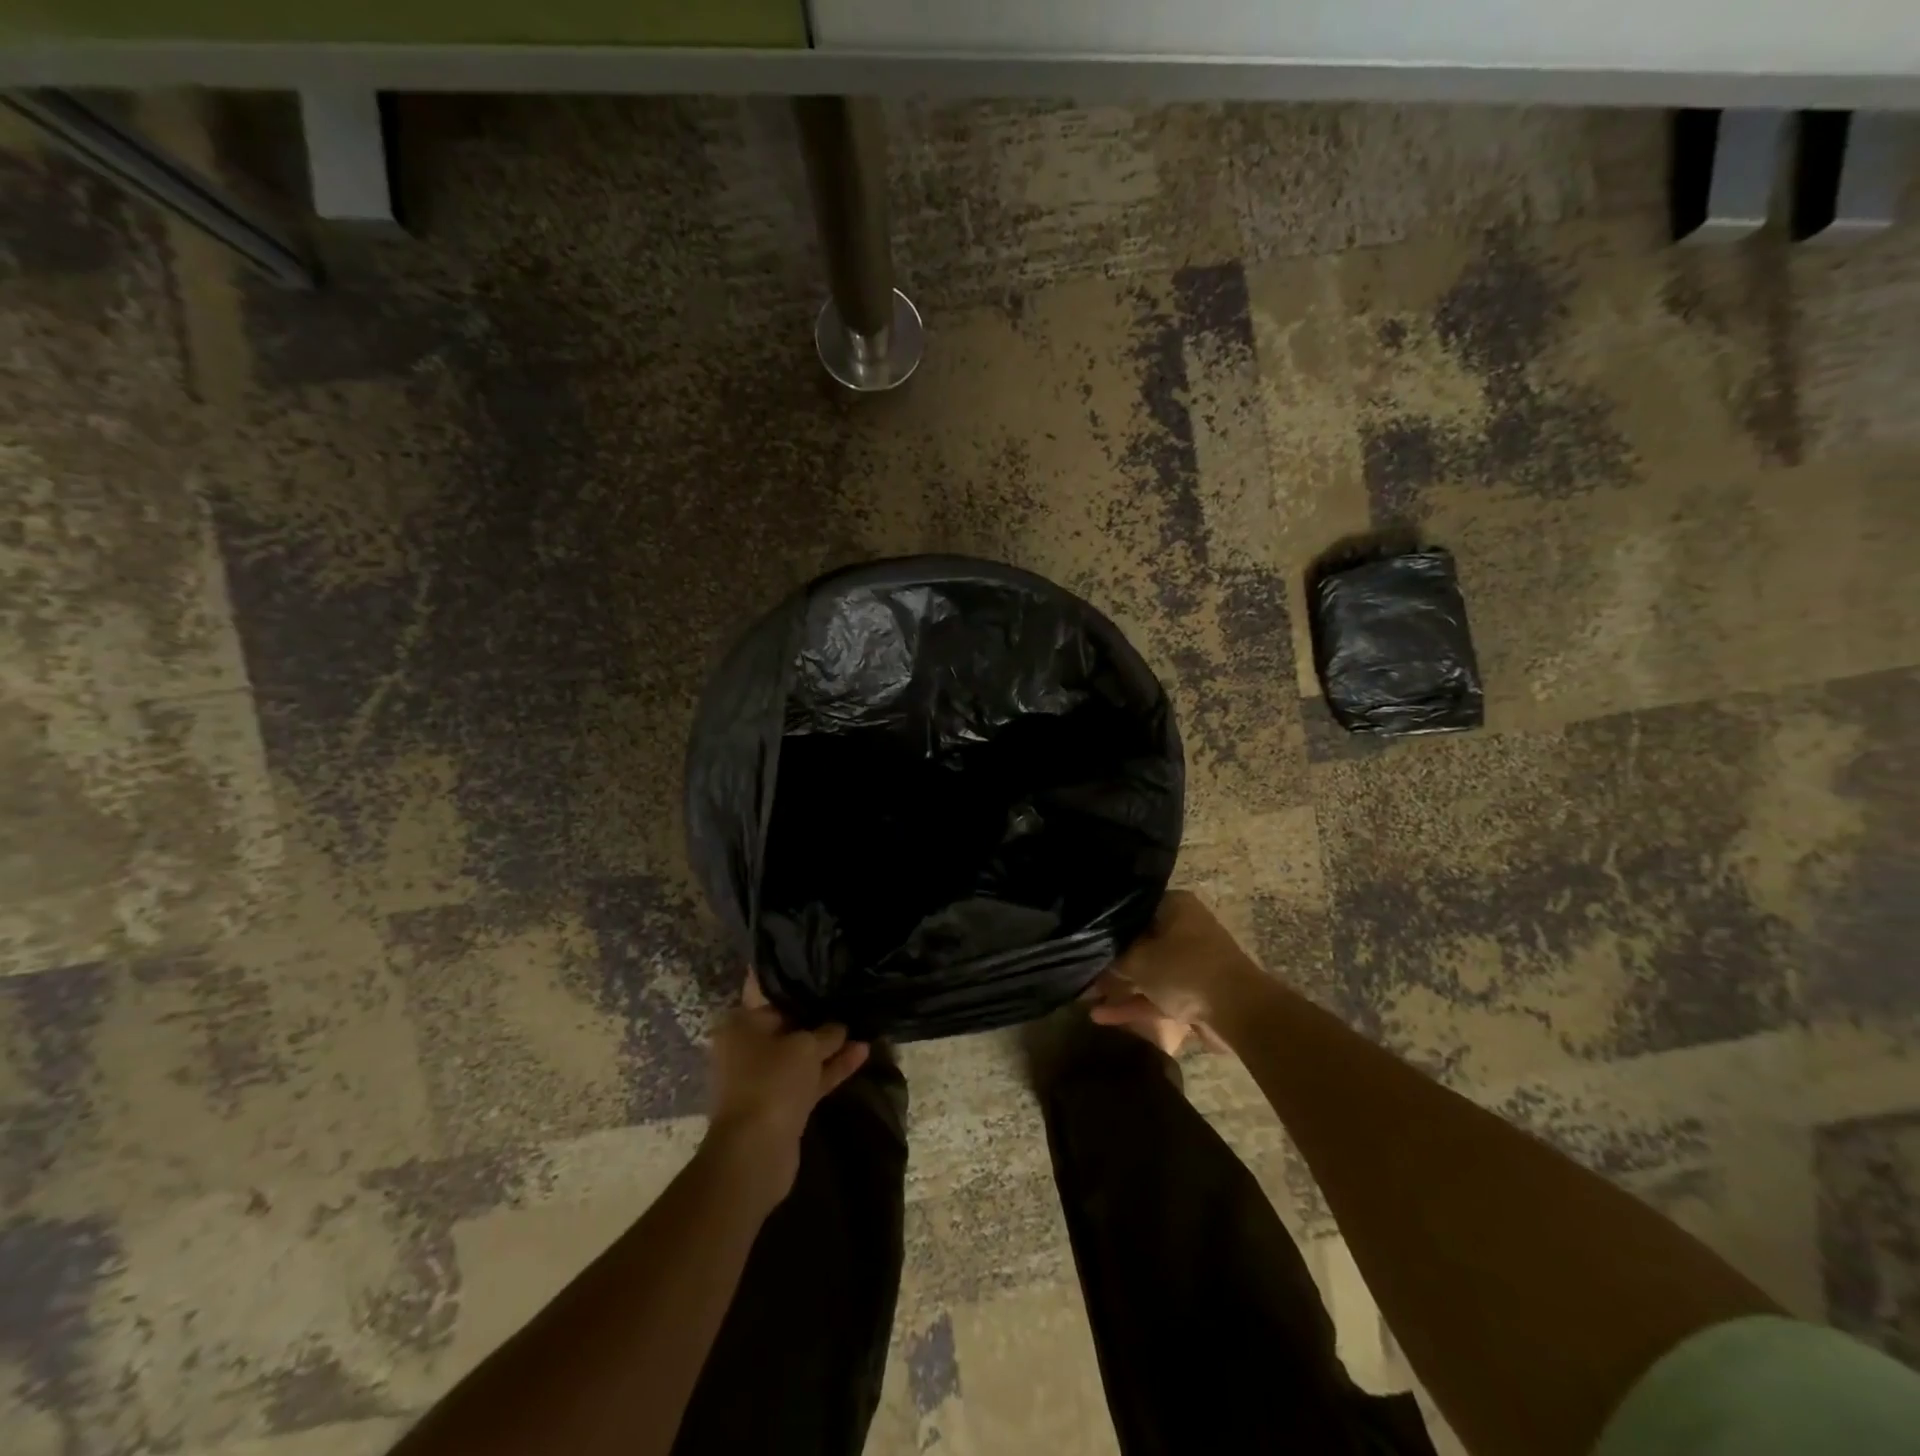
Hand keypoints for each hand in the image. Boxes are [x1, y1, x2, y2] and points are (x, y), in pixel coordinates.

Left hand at [703, 1005, 868, 1200]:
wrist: (756, 1151)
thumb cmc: (773, 1081)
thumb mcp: (806, 1046)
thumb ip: (826, 1032)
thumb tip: (839, 1027)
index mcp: (741, 1025)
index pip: (772, 997)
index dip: (800, 989)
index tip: (827, 979)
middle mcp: (747, 1048)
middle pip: (788, 1027)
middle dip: (818, 1018)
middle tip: (848, 999)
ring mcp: (764, 1079)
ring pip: (801, 1055)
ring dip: (830, 1046)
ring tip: (863, 1027)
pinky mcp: (781, 1104)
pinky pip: (809, 1078)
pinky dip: (831, 1068)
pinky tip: (862, 1053)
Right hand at [1090, 890, 1259, 1034]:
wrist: (1238, 1012)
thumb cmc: (1184, 970)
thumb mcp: (1139, 958)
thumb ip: (1114, 956)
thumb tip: (1093, 951)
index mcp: (1175, 907)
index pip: (1133, 907)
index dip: (1106, 921)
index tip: (1083, 932)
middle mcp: (1183, 929)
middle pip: (1139, 940)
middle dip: (1110, 959)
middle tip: (1080, 966)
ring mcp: (1190, 963)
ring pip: (1147, 971)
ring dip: (1118, 985)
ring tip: (1083, 994)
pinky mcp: (1193, 994)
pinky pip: (1157, 995)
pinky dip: (1133, 1004)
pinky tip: (1100, 1016)